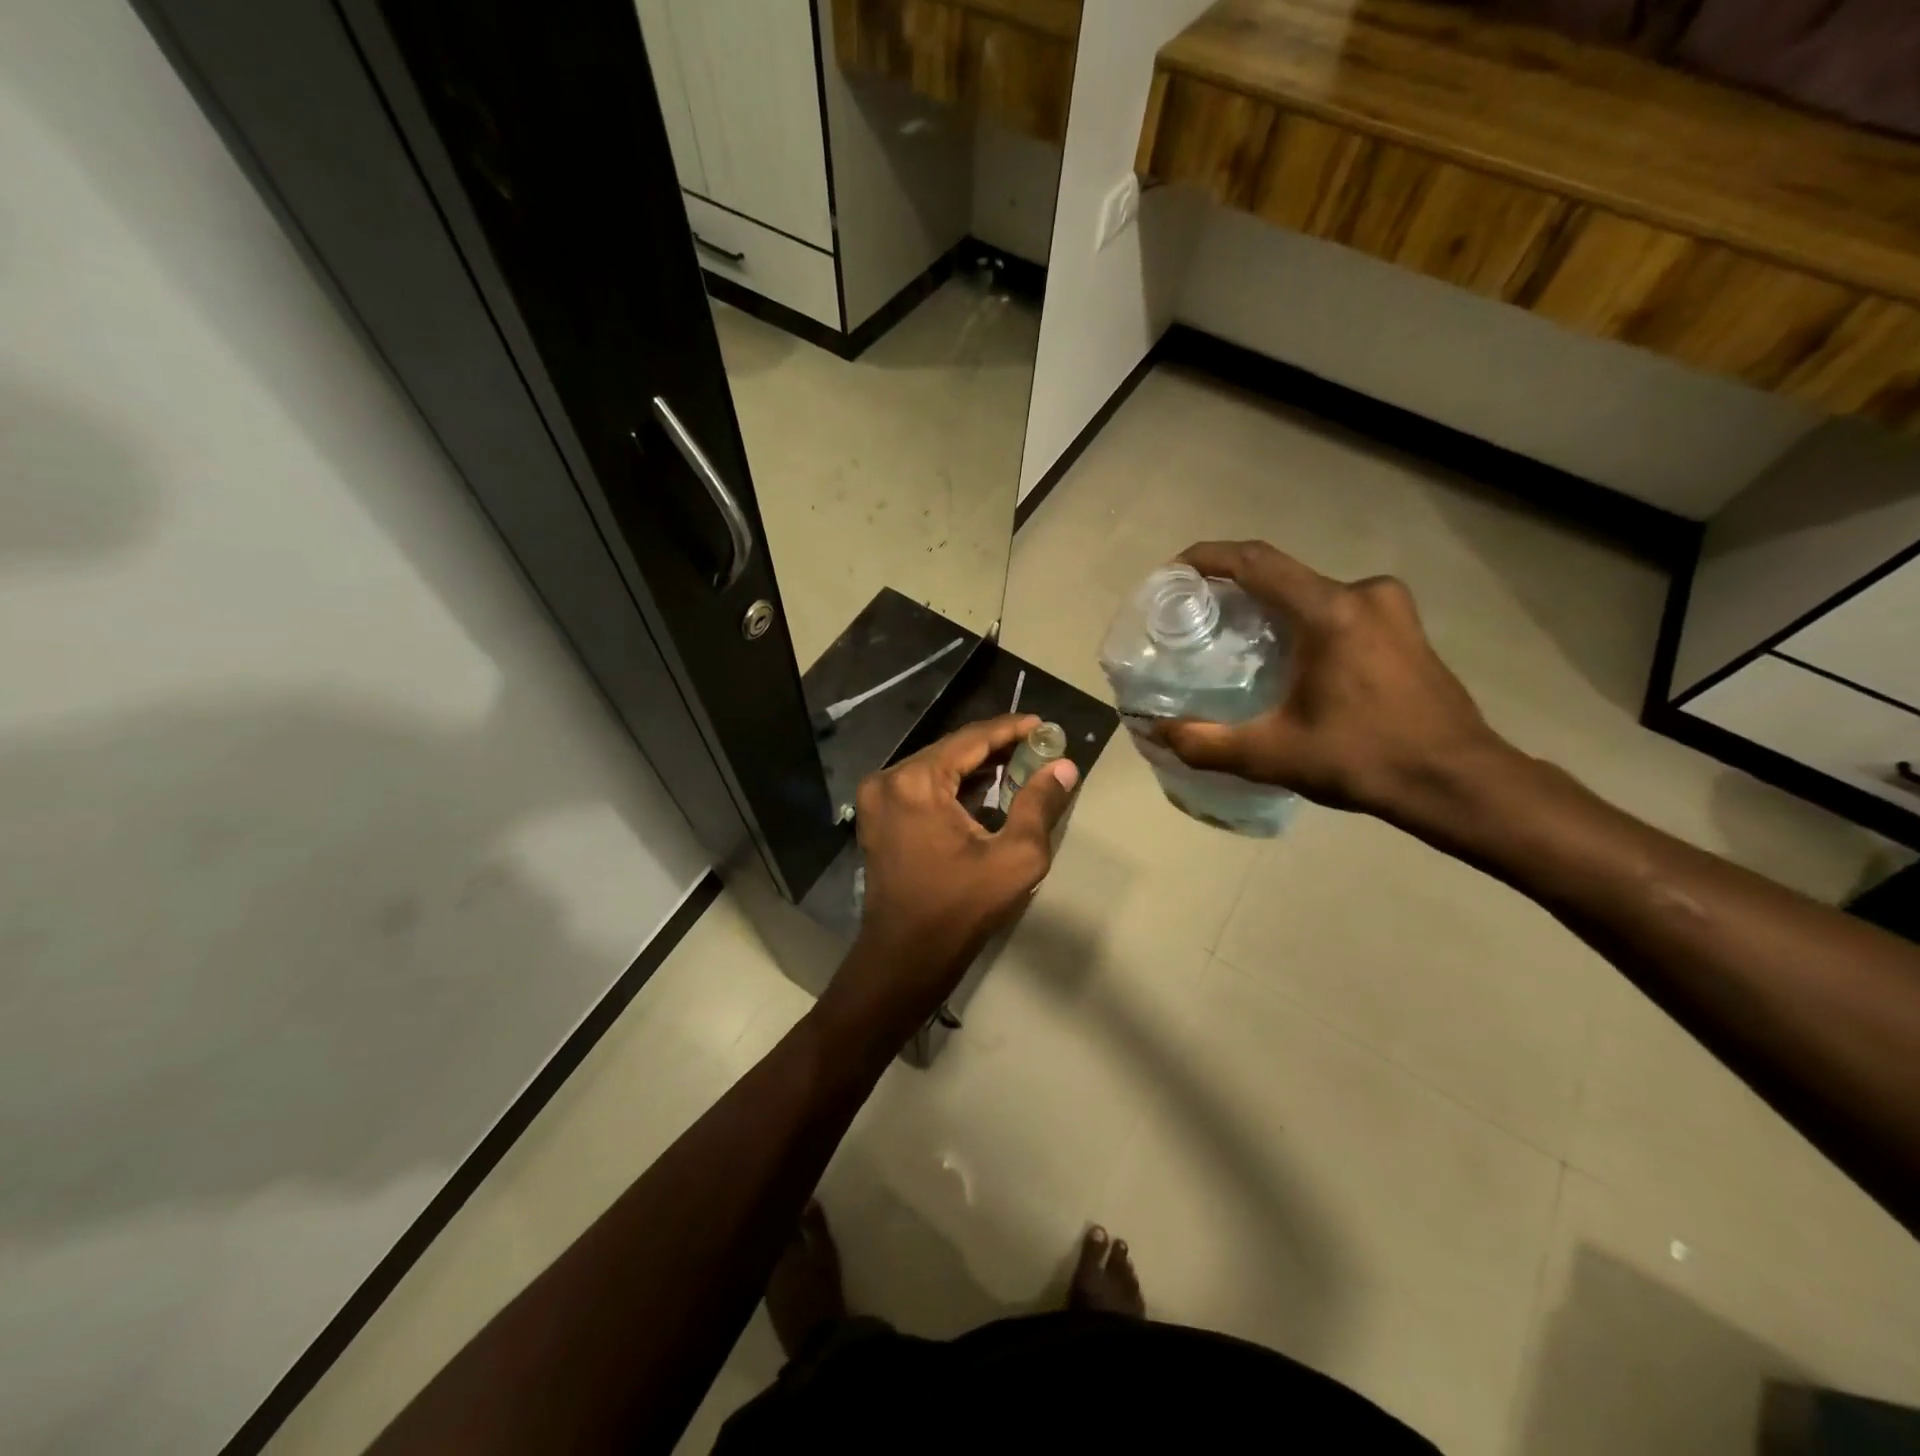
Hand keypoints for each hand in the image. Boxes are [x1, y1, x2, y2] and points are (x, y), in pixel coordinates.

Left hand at [839, 714, 1078, 1022]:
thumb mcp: (1015, 857)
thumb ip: (1040, 804)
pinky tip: (983, 788)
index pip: (971, 738)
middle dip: (994, 745)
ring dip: (973, 764)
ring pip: (934, 765)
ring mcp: (876, 798)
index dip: (1010, 728)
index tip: (1043, 724)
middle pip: (950, 749)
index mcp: (916, 781)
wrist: (905, 956)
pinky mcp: (876, 816)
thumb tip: (1064, 766)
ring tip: (1017, 762)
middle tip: (1035, 745)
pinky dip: (951, 783)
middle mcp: (889, 779)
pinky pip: (919, 785)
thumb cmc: (961, 907)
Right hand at [1155, 541, 1510, 821]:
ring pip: (1311, 592)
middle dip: (1235, 589)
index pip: (1256, 562)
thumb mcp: (1273, 755)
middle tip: (1198, 619)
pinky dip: (1304, 620)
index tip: (1173, 572)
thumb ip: (1206, 742)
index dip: (1209, 558)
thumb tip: (1156, 731)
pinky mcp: (1405, 627)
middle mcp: (1363, 594)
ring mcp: (1391, 608)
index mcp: (1329, 612)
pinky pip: (1339, 607)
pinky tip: (1288, 657)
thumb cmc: (1365, 760)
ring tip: (1237, 640)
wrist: (1458, 783)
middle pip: (1282, 575)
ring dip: (1271, 607)